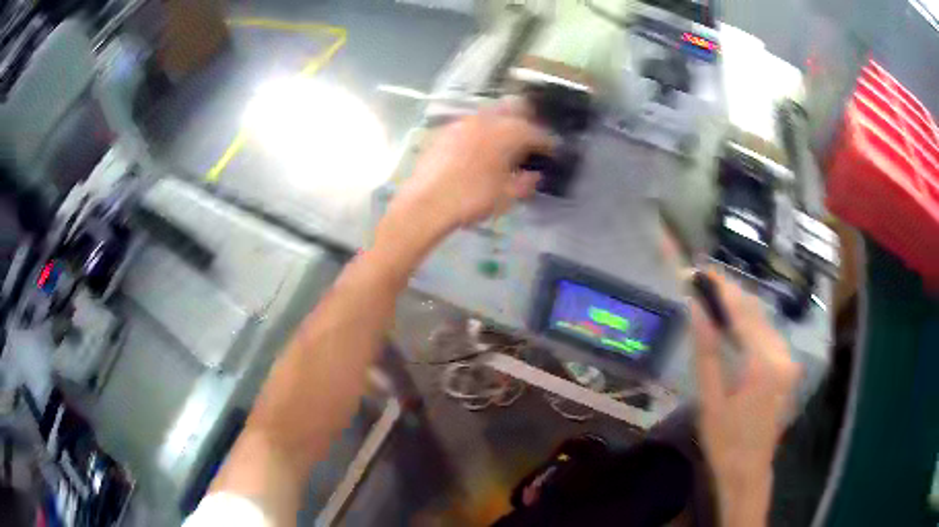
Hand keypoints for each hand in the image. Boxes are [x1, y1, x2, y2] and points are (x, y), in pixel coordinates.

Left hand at [381, 98, 553, 238]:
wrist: (426, 202)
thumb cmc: (472, 199)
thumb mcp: (507, 196)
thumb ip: (525, 183)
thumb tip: (534, 176)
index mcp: (508, 133)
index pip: (536, 132)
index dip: (547, 143)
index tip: (552, 152)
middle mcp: (487, 119)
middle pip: (514, 109)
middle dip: (526, 121)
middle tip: (529, 140)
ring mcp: (463, 122)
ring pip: (490, 114)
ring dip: (501, 125)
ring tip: (503, 144)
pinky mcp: (445, 130)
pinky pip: (470, 124)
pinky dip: (480, 132)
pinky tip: (478, 149)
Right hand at [690, 270, 800, 526]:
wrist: (749, 471)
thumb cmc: (725, 441)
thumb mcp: (710, 400)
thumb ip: (707, 352)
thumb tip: (696, 310)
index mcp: (763, 364)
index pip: (743, 314)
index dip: (723, 290)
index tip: (704, 271)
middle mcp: (783, 355)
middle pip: (757, 314)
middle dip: (732, 296)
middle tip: (706, 282)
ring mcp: (789, 361)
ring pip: (765, 322)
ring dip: (742, 310)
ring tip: (716, 300)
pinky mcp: (789, 368)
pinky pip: (770, 336)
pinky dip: (752, 326)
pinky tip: (736, 326)